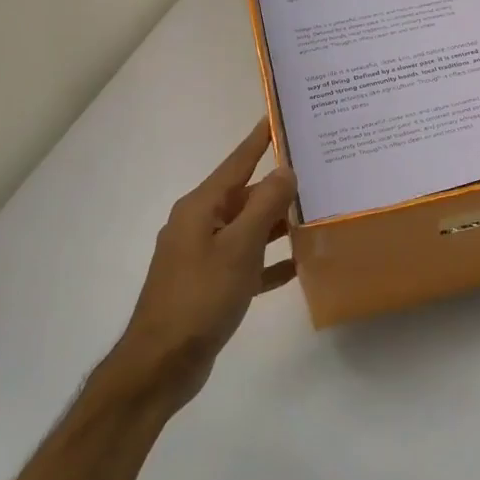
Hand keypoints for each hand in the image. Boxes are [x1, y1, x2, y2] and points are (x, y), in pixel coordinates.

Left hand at [105, 120, 297, 412]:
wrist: (162, 363)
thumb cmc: (200, 297)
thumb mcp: (238, 248)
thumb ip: (265, 206)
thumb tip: (285, 170)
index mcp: (200, 208)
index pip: (236, 163)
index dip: (258, 140)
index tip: (277, 116)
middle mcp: (199, 224)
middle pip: (245, 195)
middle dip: (278, 185)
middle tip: (317, 170)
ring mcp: (203, 255)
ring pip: (248, 228)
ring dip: (278, 223)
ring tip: (317, 212)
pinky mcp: (211, 284)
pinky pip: (247, 261)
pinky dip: (270, 260)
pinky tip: (299, 264)